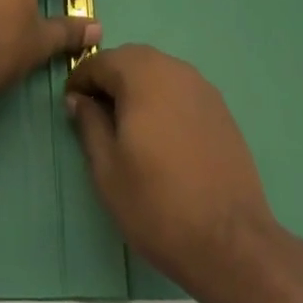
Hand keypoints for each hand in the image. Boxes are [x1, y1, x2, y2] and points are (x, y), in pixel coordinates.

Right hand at [65, 45, 278, 296]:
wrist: (231, 243)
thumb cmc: (158, 204)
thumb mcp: (107, 170)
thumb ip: (89, 124)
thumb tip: (79, 99)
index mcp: (141, 75)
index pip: (100, 61)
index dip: (80, 80)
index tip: (71, 106)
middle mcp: (172, 69)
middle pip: (131, 59)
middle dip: (110, 80)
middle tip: (97, 115)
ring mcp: (201, 87)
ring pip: (157, 72)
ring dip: (137, 88)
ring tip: (129, 127)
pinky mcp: (220, 108)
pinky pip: (180, 89)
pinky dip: (163, 100)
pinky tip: (162, 136)